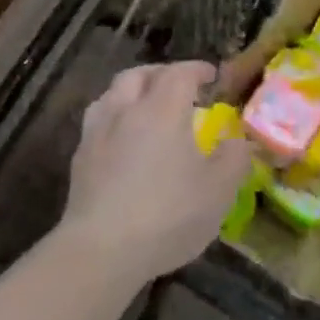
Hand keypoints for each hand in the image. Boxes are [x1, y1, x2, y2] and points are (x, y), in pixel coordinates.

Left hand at [62, 61, 254, 283]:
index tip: (212, 76)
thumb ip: (234, 159)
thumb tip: (239, 140)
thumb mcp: (218, 191)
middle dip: (161, 74)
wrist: (101, 250)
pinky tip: (122, 140)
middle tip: (179, 87)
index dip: (197, 70)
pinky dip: (114, 118)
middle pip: (139, 75)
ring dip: (132, 91)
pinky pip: (98, 121)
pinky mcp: (79, 158)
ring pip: (112, 93)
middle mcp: (126, 110)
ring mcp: (97, 132)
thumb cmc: (167, 215)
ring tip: (146, 107)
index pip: (180, 73)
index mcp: (162, 109)